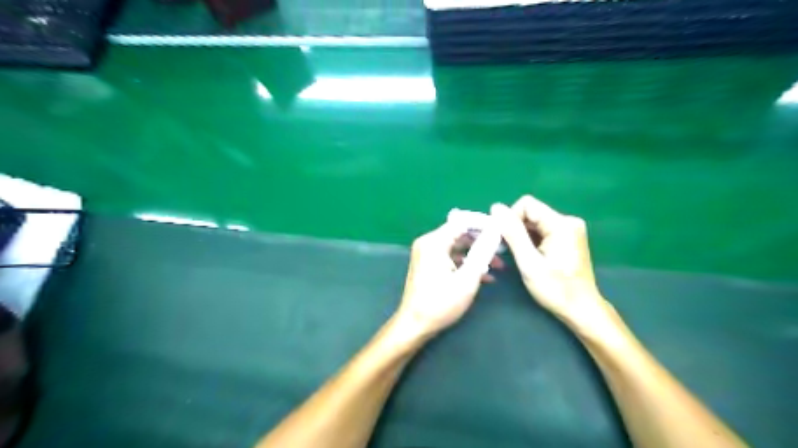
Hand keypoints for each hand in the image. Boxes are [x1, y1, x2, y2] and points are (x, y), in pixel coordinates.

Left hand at [395, 217, 499, 338]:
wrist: (414, 325)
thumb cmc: (440, 303)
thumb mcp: (467, 279)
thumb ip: (482, 253)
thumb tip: (495, 232)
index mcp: (434, 242)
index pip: (463, 221)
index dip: (484, 223)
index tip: (503, 229)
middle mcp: (428, 243)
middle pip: (460, 232)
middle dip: (483, 240)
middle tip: (503, 249)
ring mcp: (427, 254)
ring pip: (457, 245)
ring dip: (477, 253)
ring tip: (499, 265)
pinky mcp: (428, 264)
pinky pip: (451, 256)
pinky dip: (466, 262)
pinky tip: (484, 276)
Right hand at [493, 194, 615, 334]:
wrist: (582, 310)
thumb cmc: (555, 289)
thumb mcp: (529, 262)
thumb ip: (513, 233)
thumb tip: (496, 207)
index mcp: (561, 224)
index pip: (527, 204)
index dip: (511, 218)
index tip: (504, 239)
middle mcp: (568, 221)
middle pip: (531, 212)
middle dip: (516, 228)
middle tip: (508, 250)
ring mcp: (570, 229)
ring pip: (535, 221)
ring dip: (523, 235)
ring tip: (520, 256)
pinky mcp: (569, 237)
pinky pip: (543, 230)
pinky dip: (532, 240)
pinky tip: (530, 256)